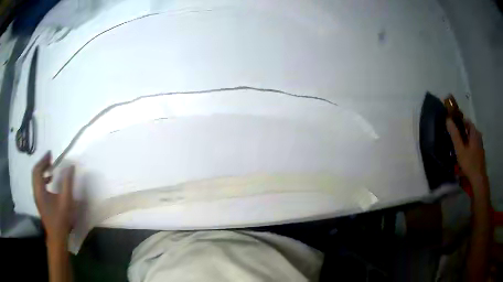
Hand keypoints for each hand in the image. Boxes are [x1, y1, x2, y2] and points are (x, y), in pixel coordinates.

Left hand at [32, 151, 74, 243]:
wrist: (57, 236)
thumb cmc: (61, 219)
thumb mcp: (66, 201)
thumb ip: (67, 182)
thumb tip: (70, 167)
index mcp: (40, 190)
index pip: (37, 169)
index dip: (43, 160)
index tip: (50, 154)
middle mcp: (36, 192)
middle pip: (35, 172)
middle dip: (42, 164)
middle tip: (50, 159)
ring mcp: (37, 197)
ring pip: (36, 178)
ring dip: (41, 170)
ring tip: (50, 168)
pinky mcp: (39, 201)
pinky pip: (38, 184)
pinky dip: (42, 178)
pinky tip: (49, 181)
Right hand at [446, 118, 486, 184]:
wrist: (478, 179)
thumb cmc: (469, 163)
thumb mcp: (460, 150)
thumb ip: (454, 135)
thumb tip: (448, 119)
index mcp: (474, 132)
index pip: (466, 121)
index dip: (459, 122)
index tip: (452, 126)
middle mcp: (478, 136)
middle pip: (469, 130)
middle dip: (462, 132)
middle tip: (454, 138)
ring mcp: (480, 146)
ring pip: (471, 139)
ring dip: (465, 140)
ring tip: (458, 147)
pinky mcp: (480, 154)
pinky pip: (473, 146)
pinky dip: (468, 147)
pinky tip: (464, 155)